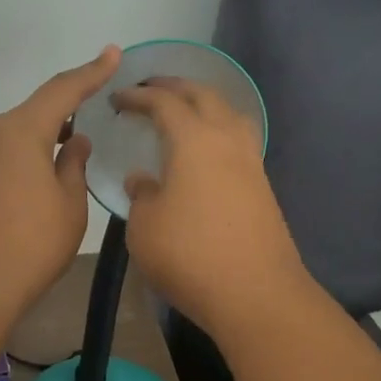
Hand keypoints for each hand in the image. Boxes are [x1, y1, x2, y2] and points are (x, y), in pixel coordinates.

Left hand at [0, 46, 120, 318]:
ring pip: (13, 137)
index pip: (62, 90)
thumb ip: (74, 167)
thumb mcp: (68, 206)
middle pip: (34, 114)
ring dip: (40, 142)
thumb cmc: (27, 246)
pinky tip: (32, 185)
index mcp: (20, 131)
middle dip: (64, 116)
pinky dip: (19, 160)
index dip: (91, 72)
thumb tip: (73, 143)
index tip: (111, 53)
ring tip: (66, 160)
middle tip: (92, 123)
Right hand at [113, 76, 310, 338]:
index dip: (138, 96)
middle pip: (203, 95)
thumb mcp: (145, 227)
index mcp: (193, 140)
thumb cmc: (190, 255)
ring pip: (229, 113)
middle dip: (174, 86)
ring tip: (182, 111)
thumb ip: (141, 195)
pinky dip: (218, 129)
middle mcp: (226, 139)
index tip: (117, 99)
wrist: (256, 294)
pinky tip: (205, 149)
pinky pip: (239, 138)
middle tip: (149, 89)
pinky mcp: (262, 185)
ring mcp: (250, 161)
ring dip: (203, 103)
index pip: (164, 102)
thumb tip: (144, 179)